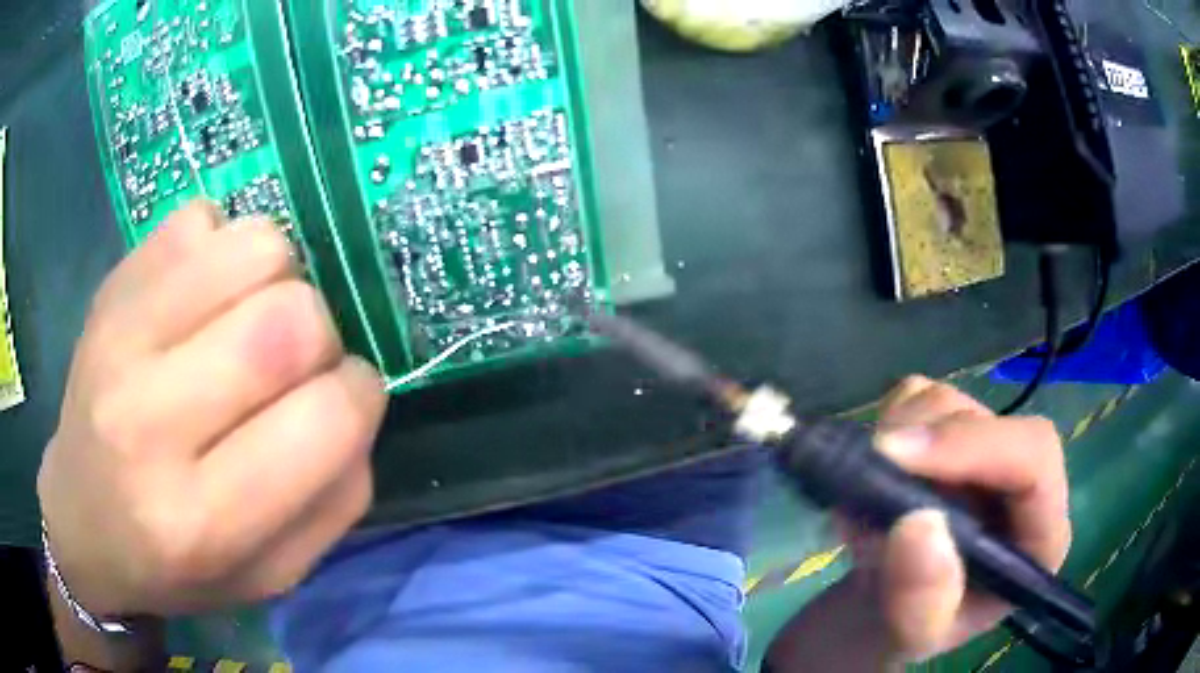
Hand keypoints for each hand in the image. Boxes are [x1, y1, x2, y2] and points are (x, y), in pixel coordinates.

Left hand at [38, 201, 386, 616]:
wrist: (84, 520)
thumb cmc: (177, 565)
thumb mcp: (272, 575)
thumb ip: (335, 500)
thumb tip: (355, 401)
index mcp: (201, 519)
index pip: (327, 417)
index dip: (359, 396)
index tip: (341, 402)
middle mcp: (149, 419)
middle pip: (293, 317)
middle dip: (321, 335)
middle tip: (289, 366)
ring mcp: (119, 334)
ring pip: (257, 247)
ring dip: (278, 280)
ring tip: (246, 322)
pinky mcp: (110, 283)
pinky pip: (204, 219)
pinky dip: (222, 250)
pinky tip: (200, 299)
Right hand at [845, 376, 1070, 660]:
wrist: (875, 615)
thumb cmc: (902, 630)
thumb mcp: (910, 635)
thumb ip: (922, 599)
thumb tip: (919, 523)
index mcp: (1038, 535)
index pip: (1035, 460)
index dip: (976, 447)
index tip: (899, 456)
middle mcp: (1020, 482)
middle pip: (989, 422)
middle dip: (924, 445)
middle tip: (866, 477)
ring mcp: (981, 452)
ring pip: (950, 402)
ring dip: (897, 437)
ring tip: (865, 499)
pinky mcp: (947, 435)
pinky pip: (917, 396)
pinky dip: (886, 423)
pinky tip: (872, 473)